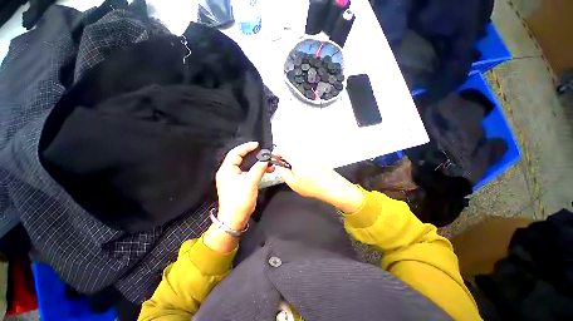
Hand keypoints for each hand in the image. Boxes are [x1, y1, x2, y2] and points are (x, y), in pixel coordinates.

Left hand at [215, 142, 269, 229]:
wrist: (234, 219)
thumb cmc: (239, 200)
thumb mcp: (250, 183)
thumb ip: (258, 170)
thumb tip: (265, 160)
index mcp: (227, 170)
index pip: (235, 153)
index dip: (246, 147)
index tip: (256, 145)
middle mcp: (229, 173)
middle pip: (240, 159)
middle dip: (253, 155)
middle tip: (263, 153)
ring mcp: (234, 179)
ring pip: (246, 166)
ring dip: (257, 165)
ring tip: (269, 164)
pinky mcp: (239, 184)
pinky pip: (248, 173)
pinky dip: (256, 171)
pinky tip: (265, 172)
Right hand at [276, 150, 364, 212]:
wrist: (331, 186)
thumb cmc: (311, 186)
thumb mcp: (292, 183)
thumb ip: (283, 173)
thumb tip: (282, 167)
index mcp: (295, 157)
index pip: (281, 148)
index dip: (276, 153)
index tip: (276, 160)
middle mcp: (303, 151)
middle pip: (289, 148)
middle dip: (284, 155)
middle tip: (285, 166)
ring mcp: (311, 152)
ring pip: (297, 149)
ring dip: (292, 156)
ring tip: (295, 168)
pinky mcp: (317, 154)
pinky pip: (305, 152)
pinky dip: (301, 157)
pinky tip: (305, 167)